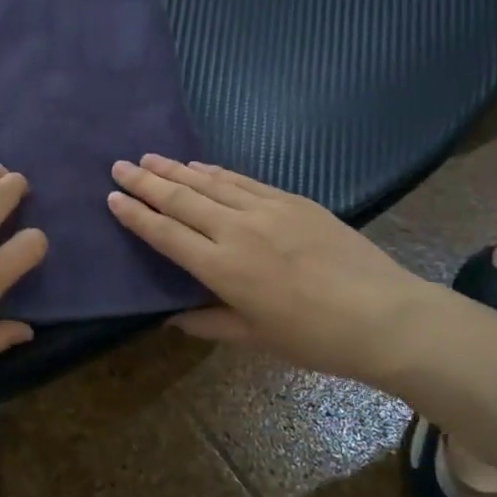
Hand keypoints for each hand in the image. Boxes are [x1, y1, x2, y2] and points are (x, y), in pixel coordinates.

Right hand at [107, 154, 432, 383]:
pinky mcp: (292, 200)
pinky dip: (217, 172)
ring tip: (150, 158)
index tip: (112, 197)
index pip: (166, 234)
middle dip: (146, 182)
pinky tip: (200, 166)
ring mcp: (266, 209)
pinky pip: (244, 180)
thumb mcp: (256, 338)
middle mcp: (237, 231)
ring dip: (176, 169)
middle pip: (181, 199)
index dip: (136, 215)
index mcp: (222, 269)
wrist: (384, 316)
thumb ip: (209, 323)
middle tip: (119, 166)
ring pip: (210, 183)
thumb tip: (170, 318)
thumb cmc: (315, 338)